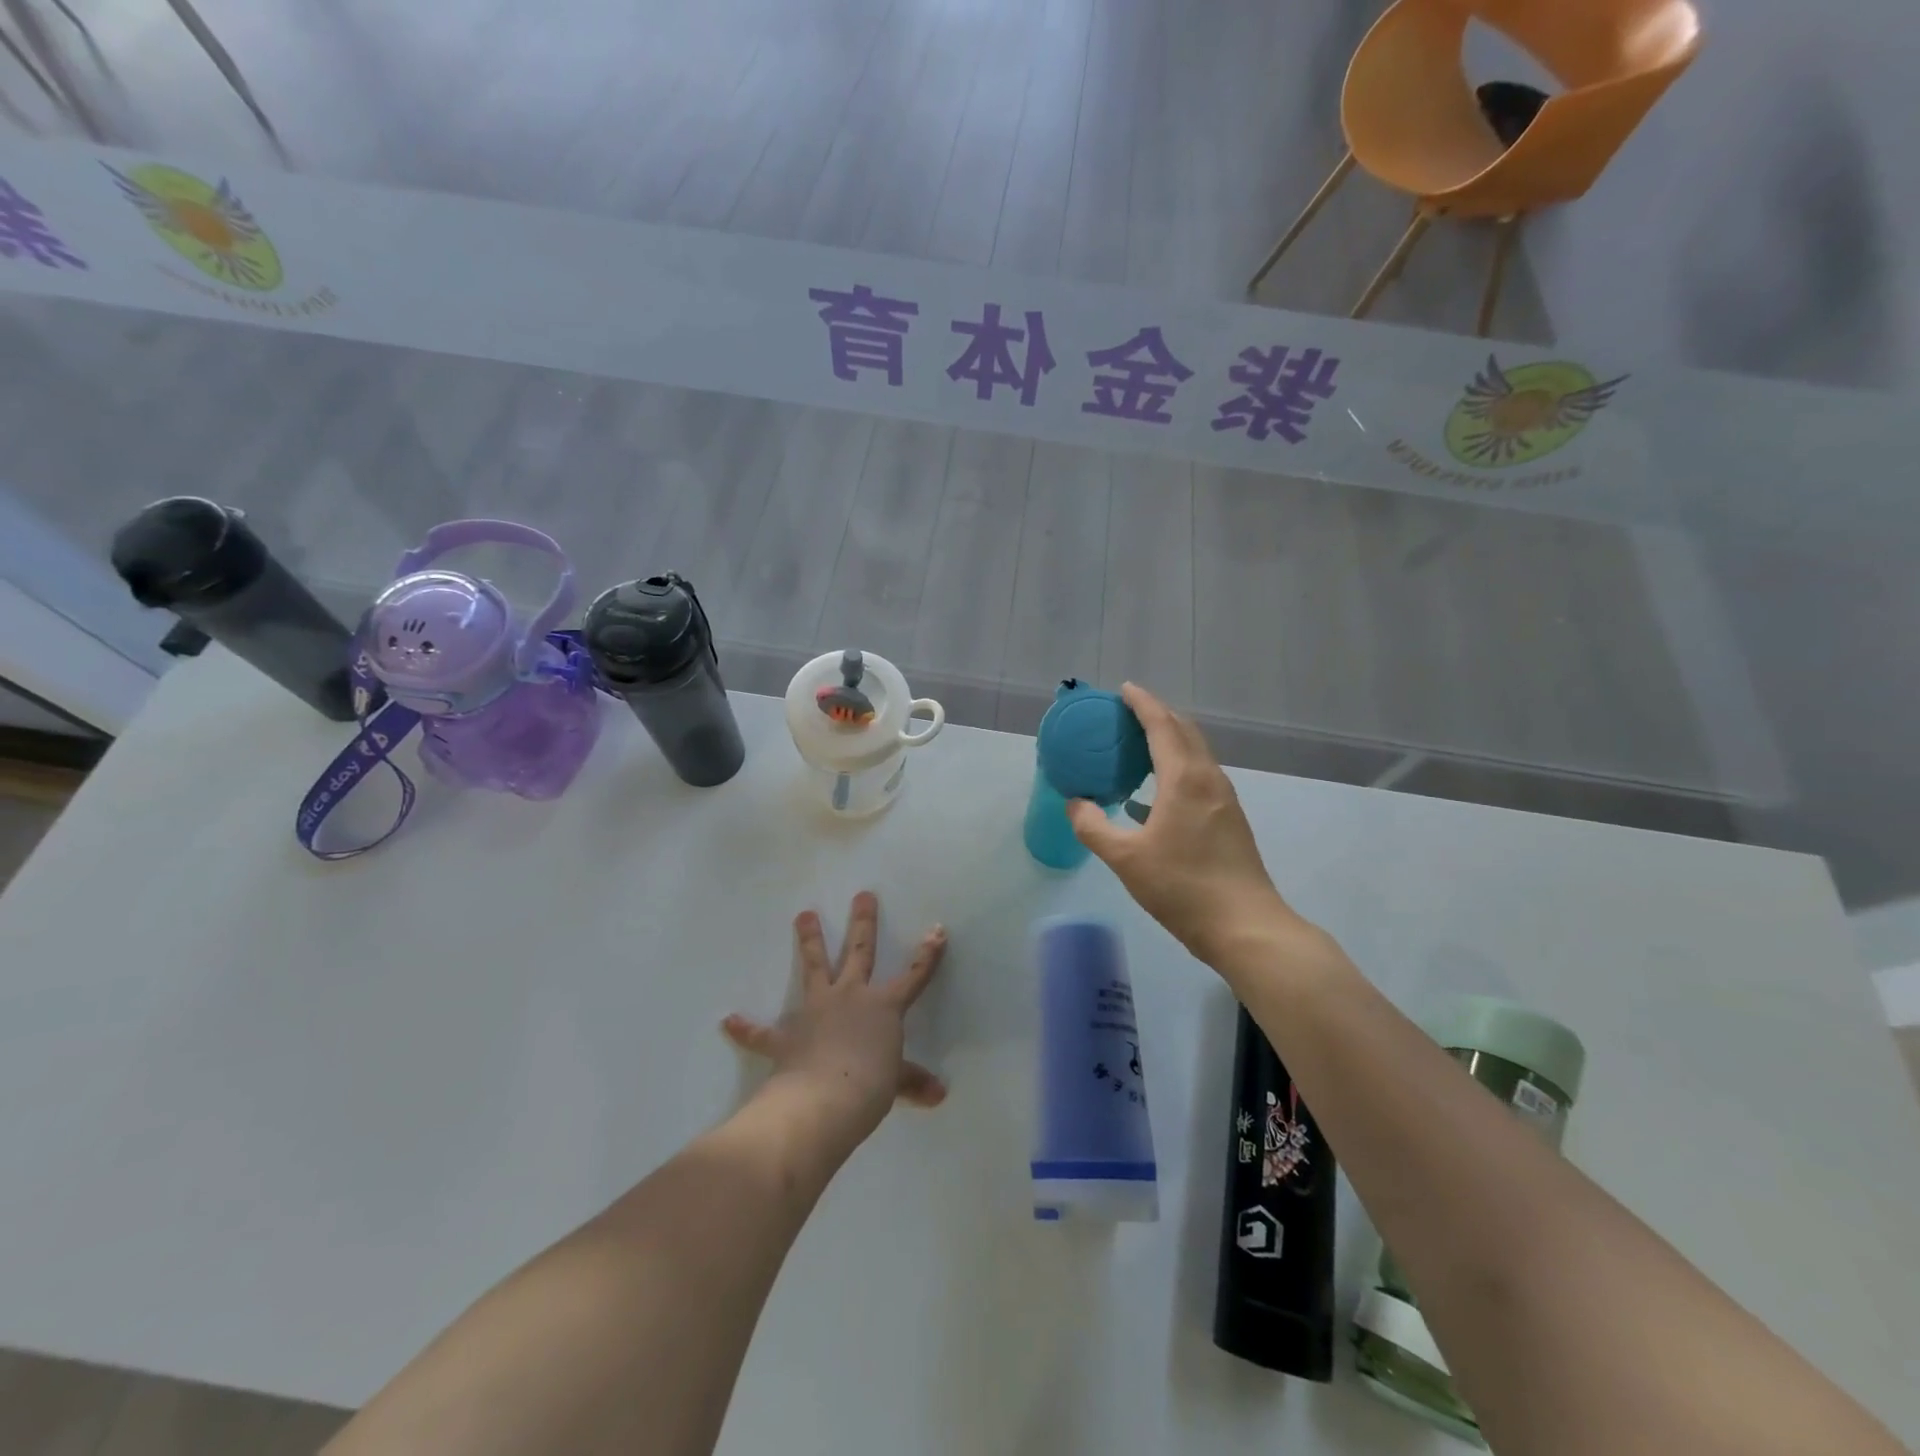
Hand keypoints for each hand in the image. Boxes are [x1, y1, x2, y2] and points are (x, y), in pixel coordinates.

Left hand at [721, 892, 946, 1148]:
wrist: (824, 1100)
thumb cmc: (869, 1086)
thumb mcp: (896, 1083)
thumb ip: (913, 1081)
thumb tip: (939, 1095)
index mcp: (883, 1007)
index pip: (913, 976)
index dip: (927, 954)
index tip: (937, 929)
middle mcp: (850, 997)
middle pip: (859, 952)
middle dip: (863, 922)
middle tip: (863, 895)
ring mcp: (816, 1010)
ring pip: (814, 967)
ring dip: (809, 941)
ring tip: (803, 914)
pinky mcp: (786, 1035)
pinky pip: (763, 1031)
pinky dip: (747, 1027)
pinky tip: (728, 1021)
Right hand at [1067, 683, 1297, 965]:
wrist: (1245, 926)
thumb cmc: (1182, 887)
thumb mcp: (1126, 858)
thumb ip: (1093, 826)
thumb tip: (1074, 803)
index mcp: (1185, 779)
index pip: (1162, 725)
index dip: (1142, 703)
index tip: (1123, 688)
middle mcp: (1208, 779)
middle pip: (1184, 731)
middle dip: (1157, 715)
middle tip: (1125, 713)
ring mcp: (1223, 800)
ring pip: (1194, 755)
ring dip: (1168, 741)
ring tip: (1135, 746)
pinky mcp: (1228, 820)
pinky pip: (1198, 778)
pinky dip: (1173, 770)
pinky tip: (1148, 797)